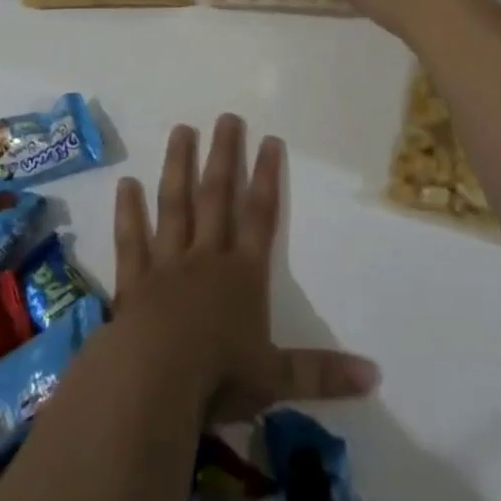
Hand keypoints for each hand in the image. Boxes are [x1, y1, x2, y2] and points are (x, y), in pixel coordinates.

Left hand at [113, 115, 378, 422]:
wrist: (154, 382)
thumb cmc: (219, 378)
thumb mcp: (276, 380)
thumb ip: (322, 375)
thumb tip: (375, 376)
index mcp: (243, 275)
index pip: (260, 216)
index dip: (267, 177)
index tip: (269, 139)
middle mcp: (206, 258)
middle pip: (217, 197)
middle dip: (224, 156)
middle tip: (226, 117)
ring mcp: (166, 264)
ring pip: (174, 205)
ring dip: (178, 167)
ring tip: (181, 130)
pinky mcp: (133, 281)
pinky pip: (130, 239)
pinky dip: (127, 212)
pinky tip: (125, 183)